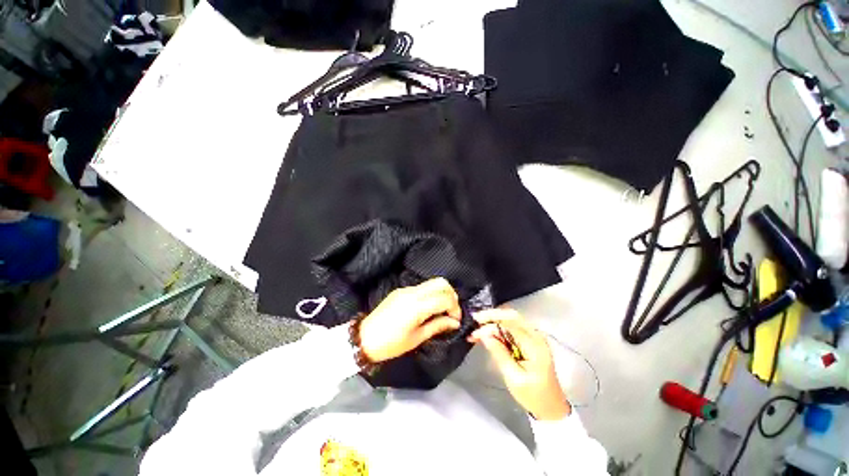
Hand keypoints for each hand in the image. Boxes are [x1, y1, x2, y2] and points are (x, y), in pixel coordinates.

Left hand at [358, 278, 461, 362]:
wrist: (364, 338)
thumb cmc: (391, 344)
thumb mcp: (417, 338)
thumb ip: (438, 326)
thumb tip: (455, 322)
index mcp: (417, 305)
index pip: (445, 297)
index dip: (455, 308)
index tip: (456, 320)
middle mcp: (413, 292)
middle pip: (440, 282)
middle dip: (451, 295)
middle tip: (451, 311)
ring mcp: (406, 289)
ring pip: (431, 282)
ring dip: (441, 293)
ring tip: (442, 310)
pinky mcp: (401, 290)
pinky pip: (422, 287)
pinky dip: (431, 293)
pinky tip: (429, 307)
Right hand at [469, 309, 570, 420]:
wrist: (550, 408)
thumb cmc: (533, 396)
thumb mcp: (514, 377)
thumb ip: (499, 353)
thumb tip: (484, 334)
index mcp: (535, 344)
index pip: (511, 322)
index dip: (491, 320)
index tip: (475, 324)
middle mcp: (535, 336)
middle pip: (511, 316)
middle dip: (491, 316)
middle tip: (474, 321)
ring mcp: (533, 338)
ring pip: (510, 321)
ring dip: (493, 323)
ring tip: (476, 332)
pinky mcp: (529, 342)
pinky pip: (511, 329)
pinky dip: (498, 330)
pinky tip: (486, 335)